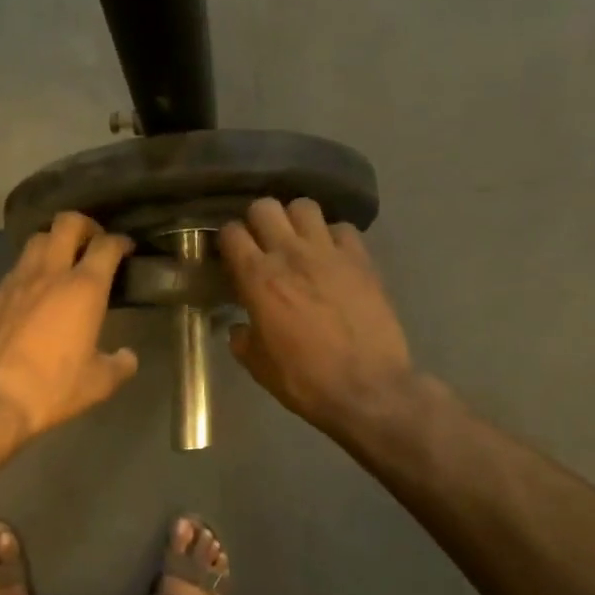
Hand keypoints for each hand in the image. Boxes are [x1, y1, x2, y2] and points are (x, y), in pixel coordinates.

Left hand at [0, 212, 138, 445]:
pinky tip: (32, 294)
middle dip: (84, 225)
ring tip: (62, 262)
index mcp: (83, 288)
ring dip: (53, 243)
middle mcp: (49, 273)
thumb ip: (120, 365)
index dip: (120, 241)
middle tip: (93, 242)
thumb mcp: (98, 383)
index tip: (126, 248)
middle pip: (66, 223)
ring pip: (36, 241)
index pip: (106, 245)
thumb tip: (128, 357)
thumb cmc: (53, 387)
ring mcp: (15, 281)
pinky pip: (15, 270)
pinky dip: (30, 272)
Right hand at [219, 198, 415, 437]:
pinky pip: (342, 228)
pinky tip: (332, 256)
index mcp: (258, 278)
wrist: (366, 388)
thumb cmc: (304, 380)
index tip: (231, 254)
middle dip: (258, 221)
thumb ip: (243, 338)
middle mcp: (291, 254)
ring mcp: (329, 252)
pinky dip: (333, 237)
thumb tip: (241, 327)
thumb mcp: (258, 366)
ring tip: (298, 240)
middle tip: (262, 243)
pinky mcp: (361, 259)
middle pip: (265, 207)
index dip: (228, 240)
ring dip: (295, 220)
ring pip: (304, 207)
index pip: (232, 233)